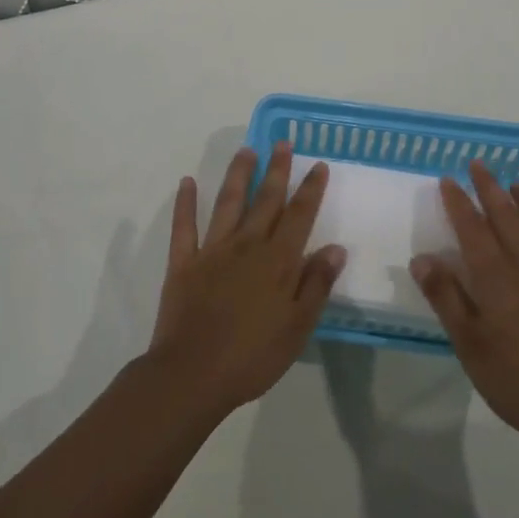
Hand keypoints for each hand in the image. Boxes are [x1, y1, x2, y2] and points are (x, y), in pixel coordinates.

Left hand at [147, 142, 346, 415]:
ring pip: (228, 203)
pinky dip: (185, 203)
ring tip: (247, 150)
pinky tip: (187, 182)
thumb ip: (316, 285)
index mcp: (278, 262)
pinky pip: (184, 226)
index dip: (310, 190)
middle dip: (277, 170)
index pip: (299, 216)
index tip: (318, 165)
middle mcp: (247, 246)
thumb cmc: (252, 357)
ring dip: (238, 175)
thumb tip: (335, 248)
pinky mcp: (183, 263)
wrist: (192, 375)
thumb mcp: (297, 328)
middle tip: (283, 143)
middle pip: (266, 200)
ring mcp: (212, 251)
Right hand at [411, 161, 518, 452]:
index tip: (448, 179)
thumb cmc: (514, 379)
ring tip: (518, 184)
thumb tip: (422, 257)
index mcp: (495, 277)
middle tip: (479, 165)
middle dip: (490, 189)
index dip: (459, 202)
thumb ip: (445, 297)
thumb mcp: (468, 343)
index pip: (472, 228)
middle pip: (507, 218)